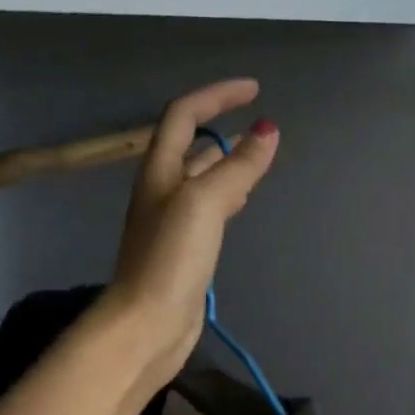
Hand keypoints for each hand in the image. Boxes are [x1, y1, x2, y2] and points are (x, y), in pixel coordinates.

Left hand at [106, 79, 279, 387]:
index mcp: (159, 171)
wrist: (147, 324)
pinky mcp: (184, 252)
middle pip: (191, 147)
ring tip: (259, 161)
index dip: (216, 95)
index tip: (254, 90)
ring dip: (227, 164)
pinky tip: (243, 203)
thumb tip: (268, 130)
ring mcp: (172, 223)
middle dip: (223, 129)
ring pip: (201, 180)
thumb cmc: (170, 259)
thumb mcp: (204, 203)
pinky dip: (227, 197)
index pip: (183, 115)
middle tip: (262, 129)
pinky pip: (208, 211)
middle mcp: (161, 192)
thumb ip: (237, 166)